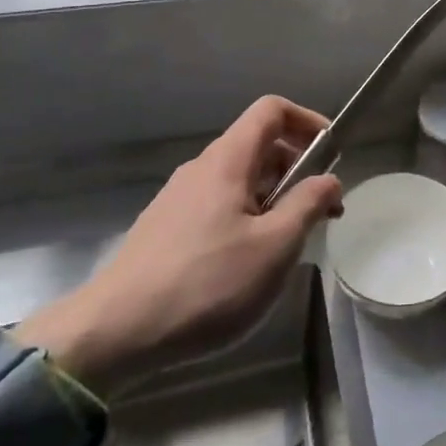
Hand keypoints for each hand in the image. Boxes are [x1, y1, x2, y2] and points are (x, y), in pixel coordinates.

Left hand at [20, 96, 343, 394]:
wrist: (112, 335)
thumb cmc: (206, 284)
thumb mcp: (275, 246)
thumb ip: (308, 204)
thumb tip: (330, 180)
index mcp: (228, 160)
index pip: (272, 110)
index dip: (307, 121)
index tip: (332, 154)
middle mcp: (201, 169)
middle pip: (258, 145)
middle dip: (297, 169)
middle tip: (319, 212)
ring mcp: (178, 200)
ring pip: (239, 180)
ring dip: (273, 198)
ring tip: (286, 244)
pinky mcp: (165, 230)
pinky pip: (218, 206)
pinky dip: (246, 218)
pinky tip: (246, 264)